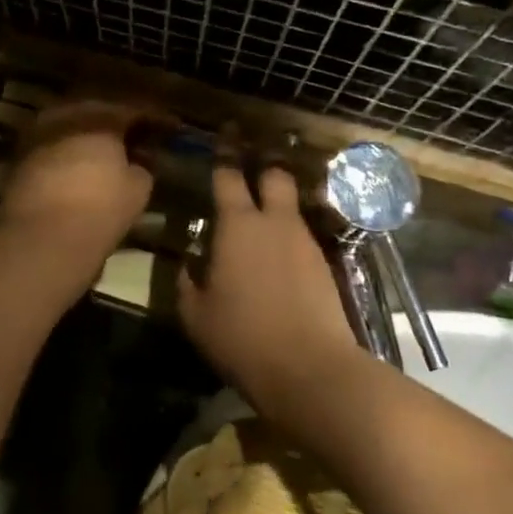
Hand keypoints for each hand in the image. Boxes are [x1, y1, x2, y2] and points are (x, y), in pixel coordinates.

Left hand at [0, 102, 155, 267]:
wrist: (43, 237)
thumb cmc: (101, 208)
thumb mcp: (137, 190)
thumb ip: (141, 169)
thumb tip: (136, 164)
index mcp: (100, 118)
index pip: (132, 111)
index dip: (152, 119)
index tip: (166, 127)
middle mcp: (65, 118)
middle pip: (94, 114)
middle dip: (112, 125)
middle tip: (130, 138)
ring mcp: (37, 138)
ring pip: (67, 130)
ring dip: (84, 140)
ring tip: (101, 157)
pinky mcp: (17, 162)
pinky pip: (49, 151)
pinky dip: (63, 158)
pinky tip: (73, 173)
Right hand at [178, 158, 361, 409]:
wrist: (311, 369)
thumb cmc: (242, 337)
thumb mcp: (196, 315)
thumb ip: (187, 282)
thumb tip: (189, 264)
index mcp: (238, 225)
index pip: (229, 177)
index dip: (223, 159)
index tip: (220, 144)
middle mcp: (275, 223)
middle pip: (275, 176)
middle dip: (263, 170)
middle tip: (248, 176)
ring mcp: (305, 242)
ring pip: (291, 209)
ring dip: (276, 209)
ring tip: (260, 226)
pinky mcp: (325, 265)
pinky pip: (302, 239)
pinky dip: (288, 241)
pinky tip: (278, 262)